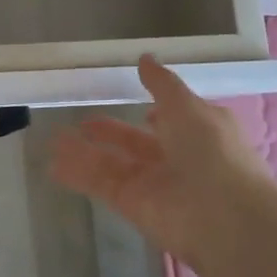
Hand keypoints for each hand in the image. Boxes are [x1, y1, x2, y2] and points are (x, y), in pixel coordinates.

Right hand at [51, 54, 270, 261]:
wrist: (223, 217)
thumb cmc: (211, 151)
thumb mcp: (187, 106)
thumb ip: (161, 84)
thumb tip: (145, 58)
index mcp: (198, 133)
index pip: (174, 122)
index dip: (158, 115)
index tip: (138, 105)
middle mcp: (176, 158)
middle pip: (136, 143)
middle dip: (110, 132)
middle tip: (82, 122)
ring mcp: (153, 183)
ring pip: (113, 164)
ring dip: (85, 152)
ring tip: (53, 140)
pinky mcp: (132, 204)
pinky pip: (101, 184)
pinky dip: (78, 174)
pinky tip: (54, 163)